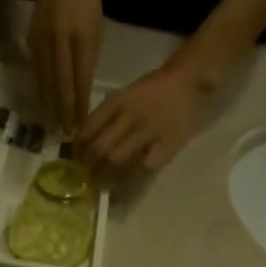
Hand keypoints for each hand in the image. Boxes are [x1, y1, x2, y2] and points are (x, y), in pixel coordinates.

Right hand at [28, 0, 103, 133]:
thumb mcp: (97, 27)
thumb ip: (89, 57)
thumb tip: (82, 87)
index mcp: (81, 36)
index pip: (81, 78)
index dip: (81, 102)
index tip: (82, 123)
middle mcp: (60, 40)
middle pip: (61, 84)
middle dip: (64, 111)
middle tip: (66, 133)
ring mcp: (43, 41)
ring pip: (46, 81)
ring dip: (50, 105)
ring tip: (54, 125)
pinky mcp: (31, 42)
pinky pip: (37, 72)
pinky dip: (42, 90)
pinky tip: (44, 104)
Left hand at [78, 62, 211, 176]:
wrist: (189, 82)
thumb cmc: (153, 90)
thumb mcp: (125, 94)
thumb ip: (105, 115)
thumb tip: (81, 142)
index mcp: (117, 101)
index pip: (89, 129)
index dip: (79, 148)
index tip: (76, 159)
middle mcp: (130, 115)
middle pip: (100, 147)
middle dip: (88, 166)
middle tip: (85, 177)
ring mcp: (149, 130)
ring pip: (118, 159)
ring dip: (105, 176)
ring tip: (100, 185)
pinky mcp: (167, 144)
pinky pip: (144, 167)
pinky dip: (131, 178)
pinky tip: (124, 184)